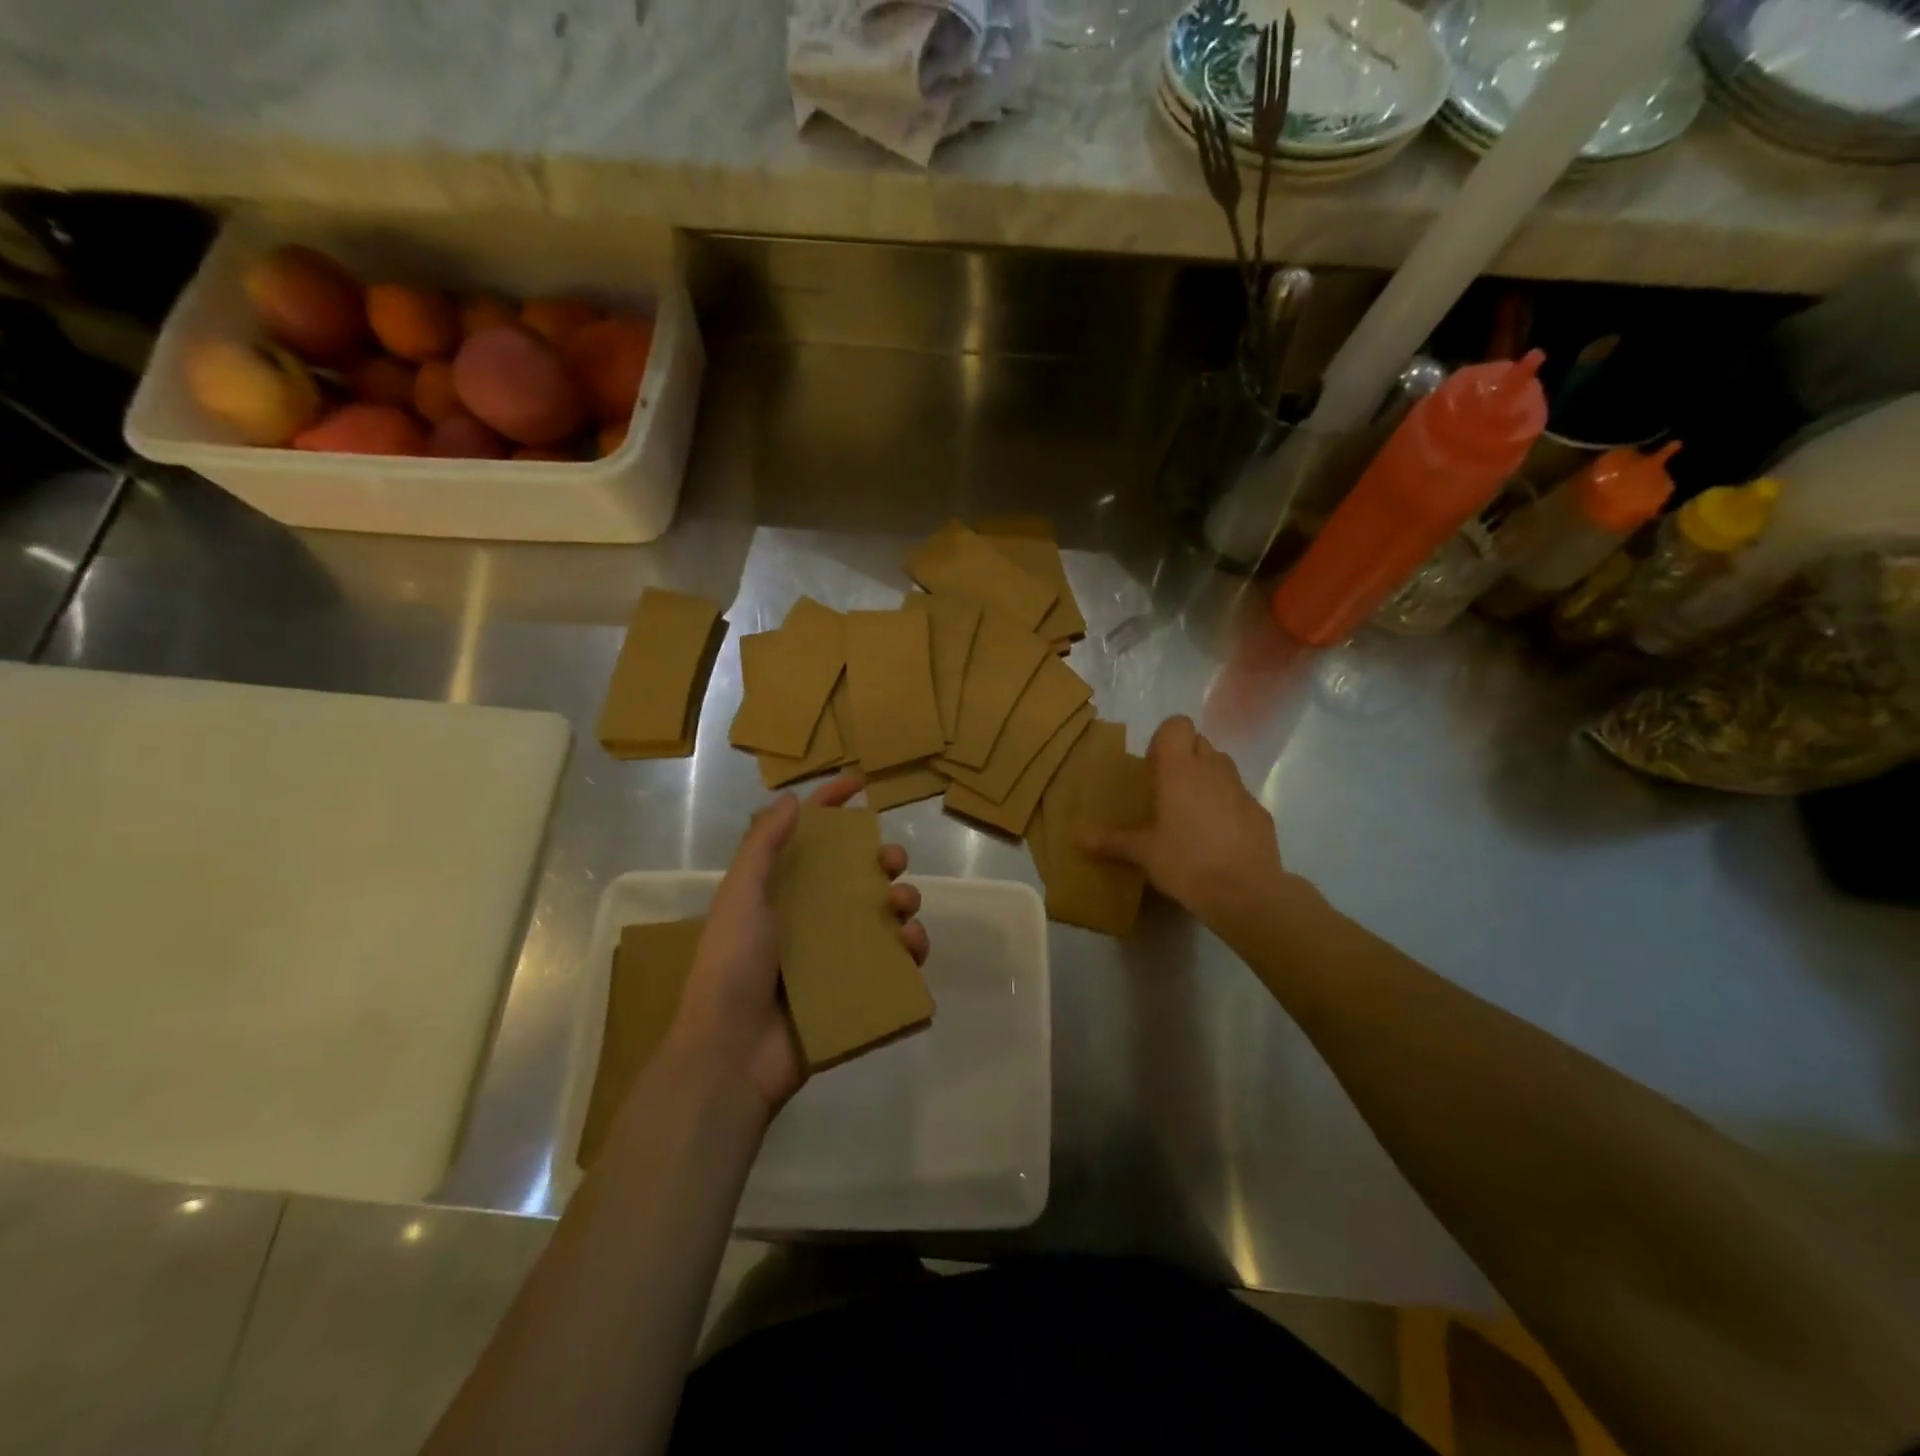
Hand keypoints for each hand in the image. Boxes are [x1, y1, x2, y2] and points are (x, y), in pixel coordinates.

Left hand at [669, 772, 927, 1115]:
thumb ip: (762, 846)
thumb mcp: (740, 896)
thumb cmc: (732, 966)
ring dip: (903, 899)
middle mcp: (811, 916)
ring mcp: (836, 954)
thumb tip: (791, 799)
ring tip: (901, 907)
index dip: (832, 806)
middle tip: (891, 862)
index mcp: (781, 891)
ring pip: (884, 914)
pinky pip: (895, 961)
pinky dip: (911, 947)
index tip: (861, 784)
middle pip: (857, 874)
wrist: (732, 1054)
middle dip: (882, 859)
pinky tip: (911, 946)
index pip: (810, 837)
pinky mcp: (856, 989)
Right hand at [1085, 715, 1291, 938]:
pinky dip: (1227, 804)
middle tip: (1168, 788)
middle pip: (1199, 741)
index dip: (1164, 738)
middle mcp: (1212, 770)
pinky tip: (1218, 836)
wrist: (1245, 892)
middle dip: (1184, 756)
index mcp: (1180, 770)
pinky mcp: (1260, 811)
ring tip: (1192, 810)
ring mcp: (1240, 789)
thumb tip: (1079, 840)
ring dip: (1207, 777)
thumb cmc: (1186, 862)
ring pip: (1222, 765)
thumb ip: (1113, 841)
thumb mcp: (1144, 853)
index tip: (1152, 766)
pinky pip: (1238, 795)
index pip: (1177, 724)